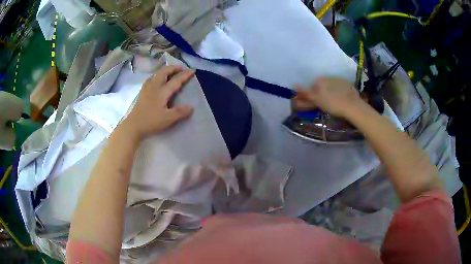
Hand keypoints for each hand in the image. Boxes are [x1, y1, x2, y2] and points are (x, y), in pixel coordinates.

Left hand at [121, 66, 194, 138]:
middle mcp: (154, 86)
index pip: (176, 80)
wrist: (134, 125)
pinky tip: (157, 80)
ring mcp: (147, 88)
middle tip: (181, 68)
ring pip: (156, 74)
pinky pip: (151, 78)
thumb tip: (191, 107)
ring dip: (165, 70)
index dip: (185, 75)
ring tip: (170, 72)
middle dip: (173, 68)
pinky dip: (157, 75)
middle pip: (164, 72)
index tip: (192, 70)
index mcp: (162, 91)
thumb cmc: (151, 121)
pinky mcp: (142, 92)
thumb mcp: (168, 119)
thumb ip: (180, 112)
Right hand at [293, 77, 364, 117]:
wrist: (352, 105)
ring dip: (331, 92)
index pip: (312, 86)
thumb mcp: (317, 100)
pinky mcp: (347, 83)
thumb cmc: (332, 104)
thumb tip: (294, 84)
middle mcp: (328, 76)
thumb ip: (305, 92)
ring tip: (336, 102)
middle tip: (326, 104)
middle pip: (322, 85)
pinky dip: (340, 91)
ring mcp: (338, 79)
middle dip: (322, 93)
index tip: (317, 104)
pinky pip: (340, 86)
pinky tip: (343, 99)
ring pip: (331, 85)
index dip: (313, 96)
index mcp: (319, 80)